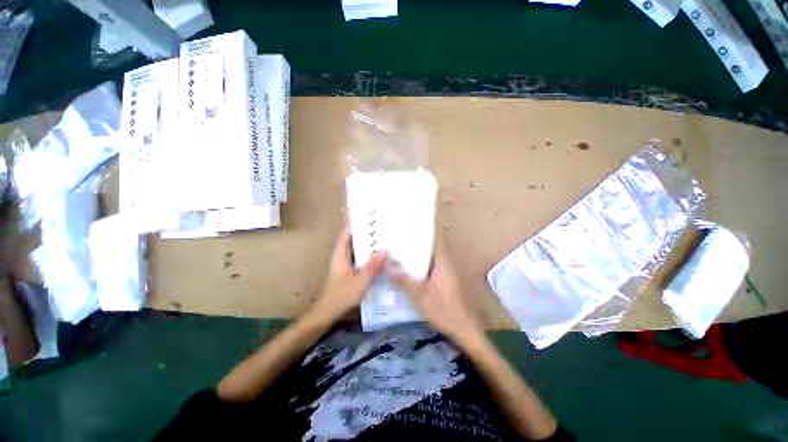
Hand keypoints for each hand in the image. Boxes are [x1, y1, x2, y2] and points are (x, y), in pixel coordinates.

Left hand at [314, 228, 386, 322]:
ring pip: (356, 250)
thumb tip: (385, 249)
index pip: (347, 233)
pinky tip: (378, 258)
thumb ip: (373, 265)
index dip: (356, 224)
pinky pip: (359, 259)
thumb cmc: (342, 295)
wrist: (329, 313)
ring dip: (367, 245)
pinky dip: (367, 256)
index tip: (370, 219)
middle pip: (353, 240)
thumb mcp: (361, 280)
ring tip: (383, 240)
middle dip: (365, 234)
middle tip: (381, 229)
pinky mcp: (348, 272)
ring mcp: (344, 264)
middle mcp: (341, 256)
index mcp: (341, 254)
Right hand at [389, 242, 482, 342]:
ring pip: (428, 260)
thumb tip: (386, 265)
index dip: (420, 234)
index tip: (405, 230)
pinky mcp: (445, 281)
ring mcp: (446, 273)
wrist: (464, 330)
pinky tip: (407, 271)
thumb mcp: (419, 295)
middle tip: (396, 243)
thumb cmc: (444, 310)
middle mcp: (446, 264)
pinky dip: (419, 268)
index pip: (433, 240)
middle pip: (428, 249)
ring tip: (398, 254)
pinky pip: (430, 269)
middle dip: (413, 245)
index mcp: (442, 262)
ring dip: (415, 257)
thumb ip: (403, 280)